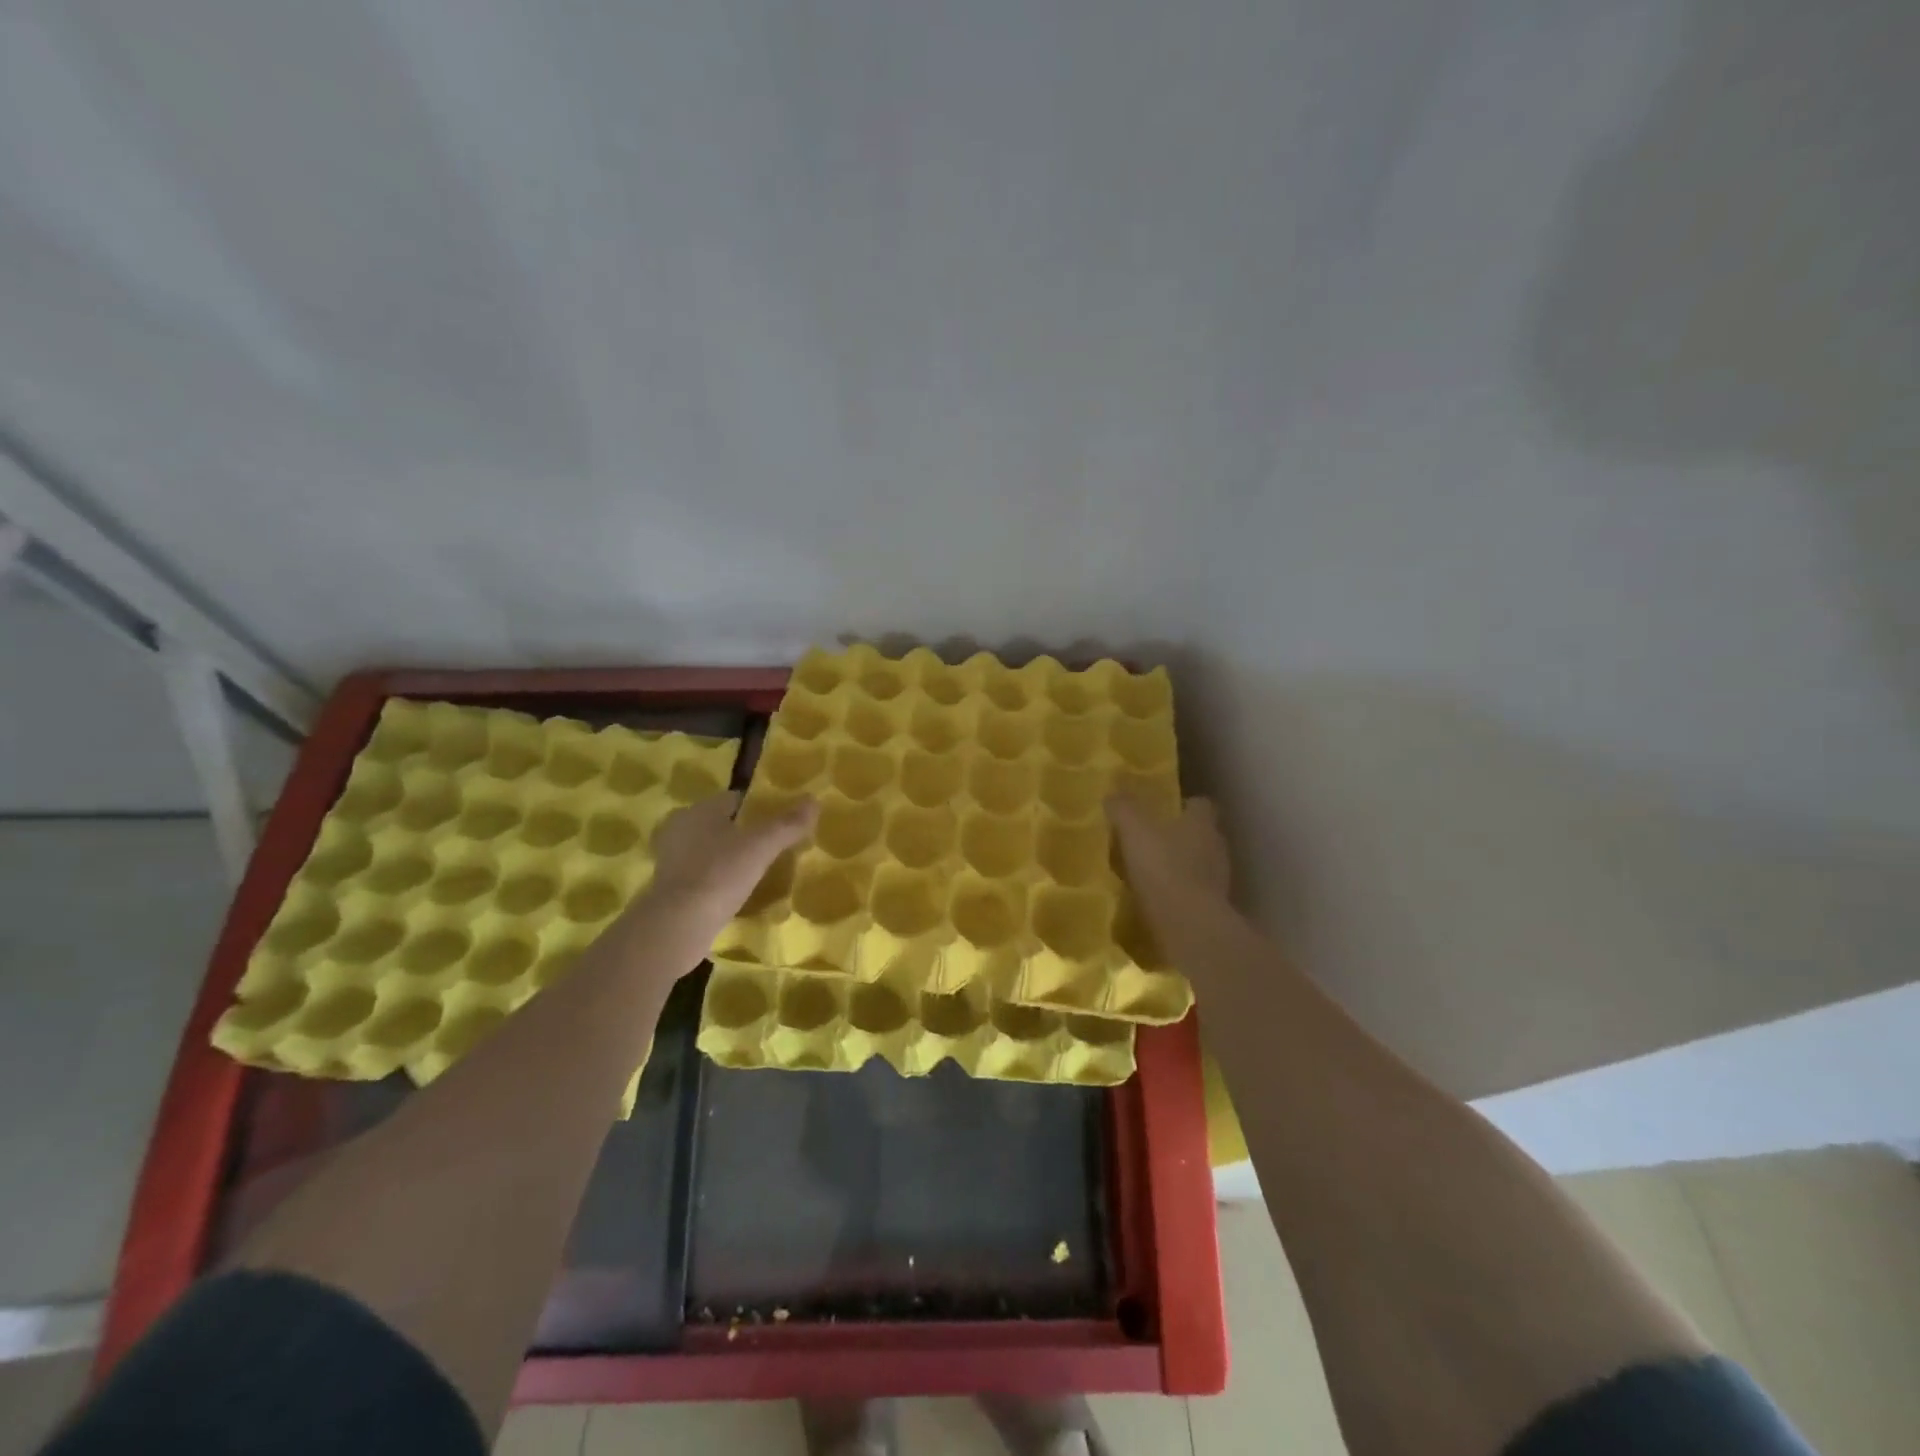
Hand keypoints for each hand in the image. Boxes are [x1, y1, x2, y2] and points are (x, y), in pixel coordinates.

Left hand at [647, 792, 817, 919]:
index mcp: (698, 810)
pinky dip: (721, 880)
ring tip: (762, 871)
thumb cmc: (719, 875)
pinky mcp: (671, 889)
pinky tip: (740, 892)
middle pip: (723, 825)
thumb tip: (814, 800)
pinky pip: (704, 876)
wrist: (677, 927)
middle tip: (776, 847)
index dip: (761, 807)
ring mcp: (672, 861)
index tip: (783, 821)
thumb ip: (788, 823)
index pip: (736, 799)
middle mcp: (680, 829)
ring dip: (732, 858)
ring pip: (712, 851)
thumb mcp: (761, 846)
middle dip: (747, 833)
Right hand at [1108, 795, 1230, 904]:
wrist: (1189, 926)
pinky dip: (1181, 894)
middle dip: (1180, 836)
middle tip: (1151, 841)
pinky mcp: (1214, 908)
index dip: (1184, 805)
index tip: (1164, 810)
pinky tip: (1159, 900)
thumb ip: (1124, 809)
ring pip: (1200, 865)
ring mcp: (1219, 880)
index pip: (1201, 805)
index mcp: (1202, 823)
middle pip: (1201, 834)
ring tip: (1152, 873)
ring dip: (1181, 867)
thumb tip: (1113, 792)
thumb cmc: (1164, 868)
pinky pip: (1196, 893)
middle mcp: (1216, 847)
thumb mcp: (1134, 831)